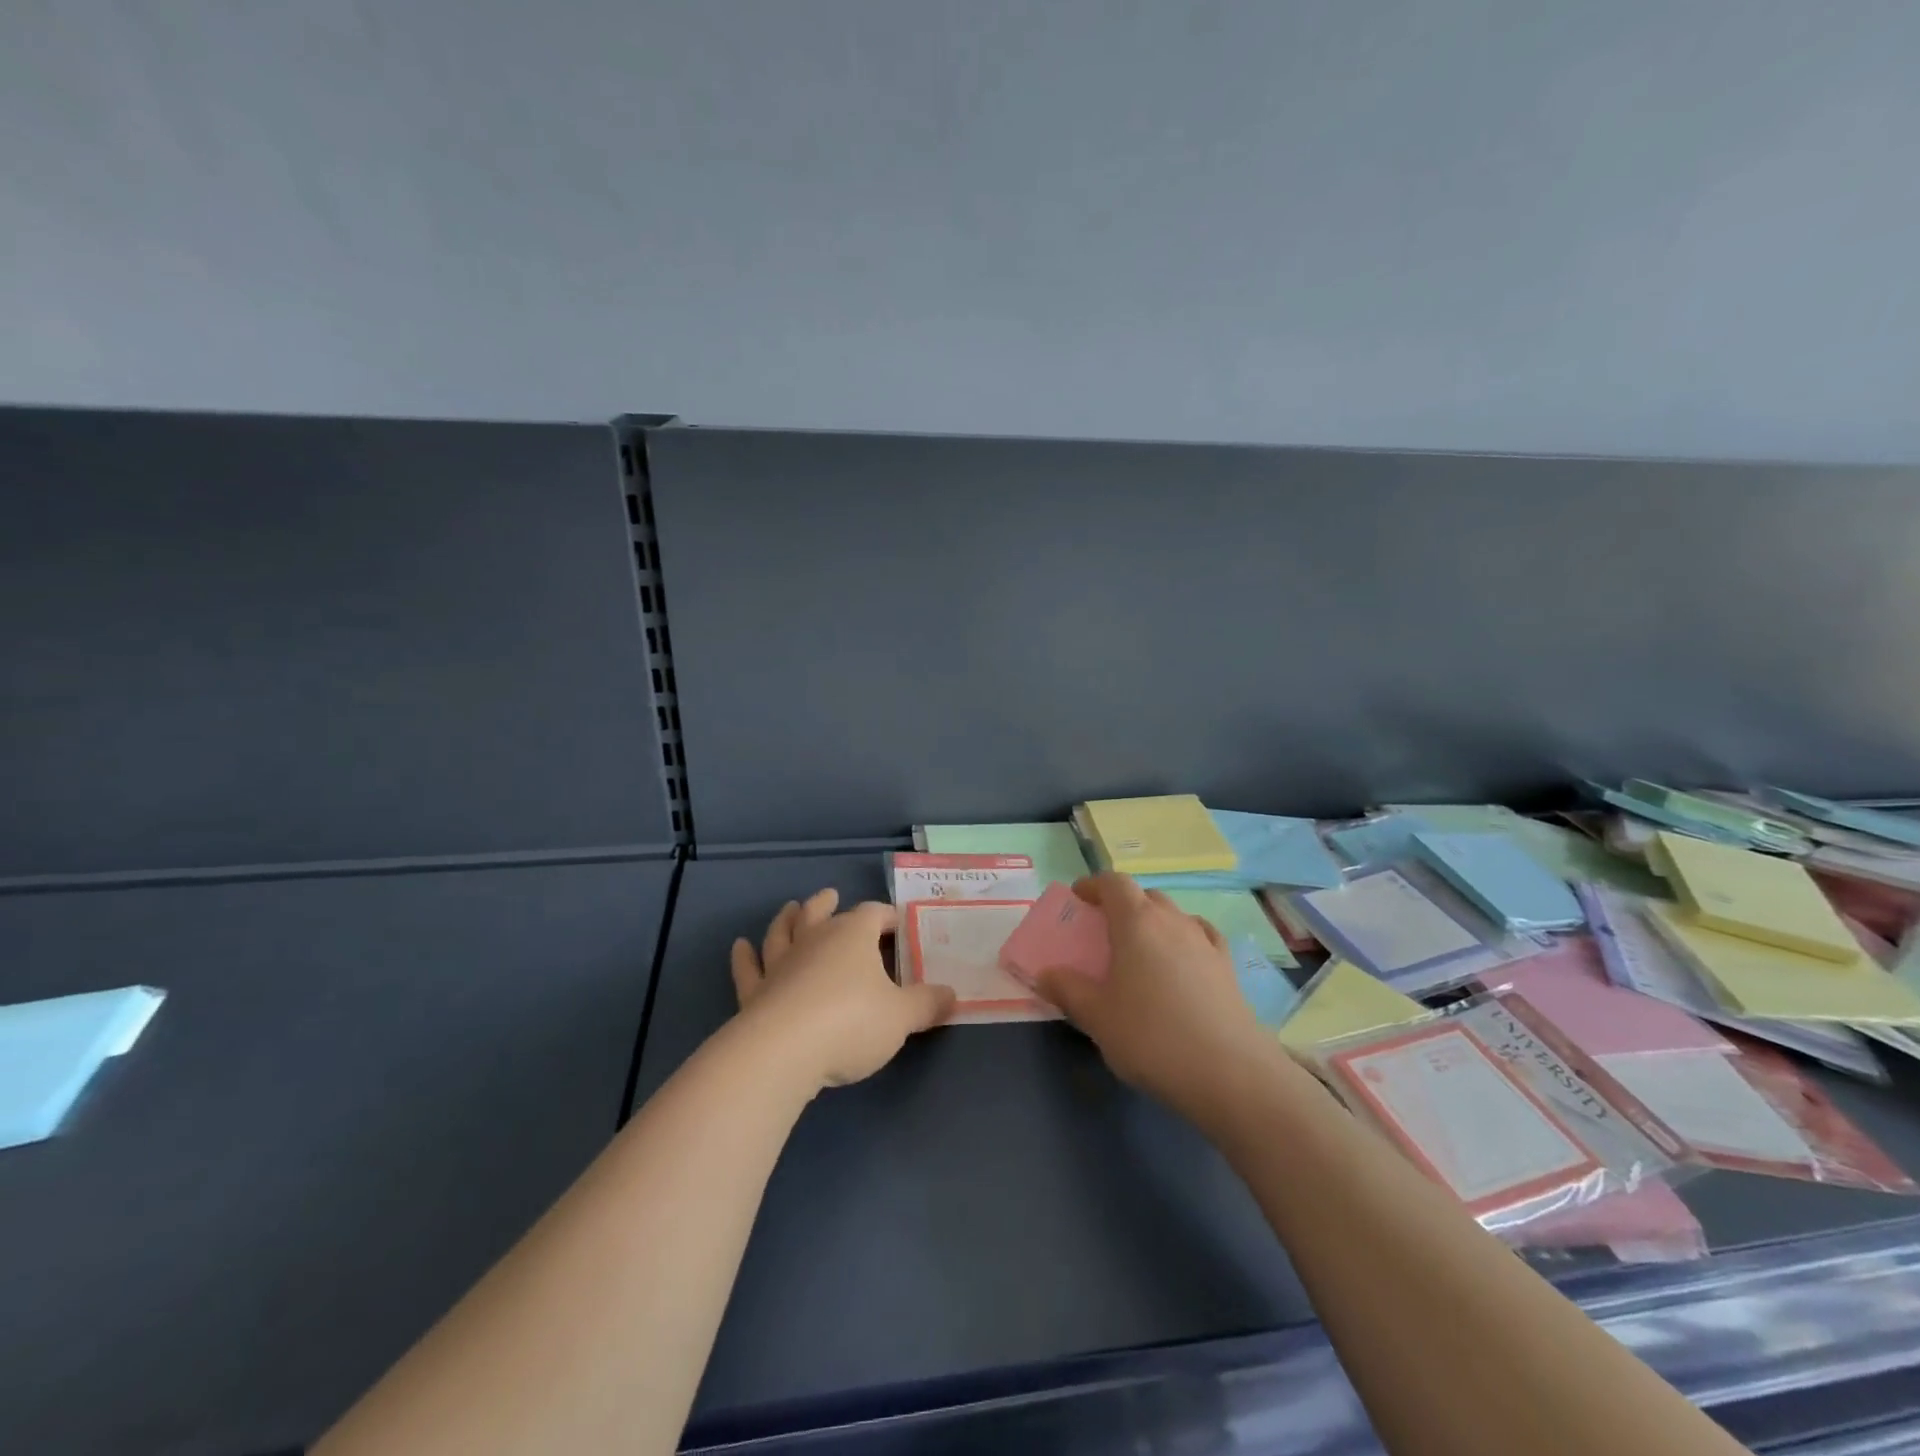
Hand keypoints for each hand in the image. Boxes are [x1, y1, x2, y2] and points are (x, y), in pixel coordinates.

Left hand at [731, 887, 954, 1091]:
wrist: (783, 1052)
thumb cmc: (851, 1023)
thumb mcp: (902, 1017)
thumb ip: (927, 1004)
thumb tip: (952, 995)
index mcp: (853, 936)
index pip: (873, 914)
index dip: (887, 917)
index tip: (898, 924)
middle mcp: (815, 940)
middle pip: (820, 912)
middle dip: (827, 904)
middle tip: (830, 895)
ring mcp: (780, 964)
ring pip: (782, 933)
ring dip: (786, 920)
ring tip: (790, 909)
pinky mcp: (755, 993)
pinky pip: (748, 969)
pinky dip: (744, 957)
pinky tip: (740, 947)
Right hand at [1034, 875, 1274, 1118]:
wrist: (1230, 1074)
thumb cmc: (1152, 1037)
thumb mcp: (1097, 1017)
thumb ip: (1067, 990)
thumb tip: (1045, 974)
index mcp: (1137, 922)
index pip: (1114, 883)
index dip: (1093, 885)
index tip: (1078, 897)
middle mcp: (1173, 921)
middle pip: (1145, 896)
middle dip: (1122, 904)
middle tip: (1104, 929)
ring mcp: (1205, 942)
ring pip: (1174, 916)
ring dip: (1153, 922)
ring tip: (1140, 951)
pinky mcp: (1228, 968)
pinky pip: (1200, 937)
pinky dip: (1183, 939)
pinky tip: (1181, 962)